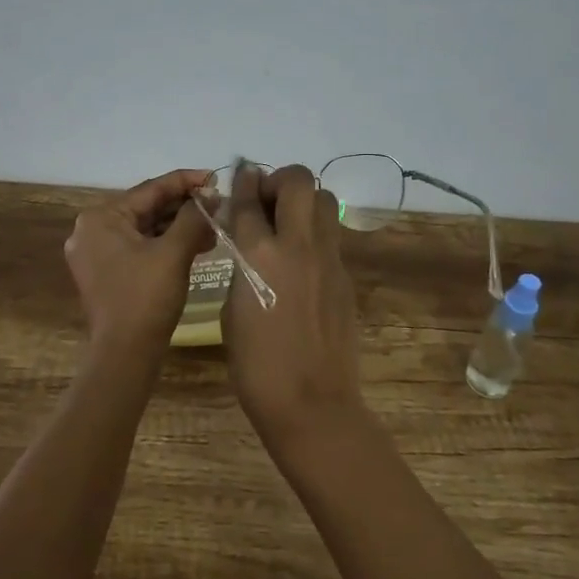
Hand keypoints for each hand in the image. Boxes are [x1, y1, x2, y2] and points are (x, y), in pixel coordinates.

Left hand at [65, 168, 214, 357]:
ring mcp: (97, 253)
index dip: (186, 182)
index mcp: (101, 217)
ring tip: (214, 226)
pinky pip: (140, 246)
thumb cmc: (146, 298)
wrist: (125, 355)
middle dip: (185, 207)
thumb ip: (193, 217)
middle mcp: (92, 229)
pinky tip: (197, 244)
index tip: (215, 178)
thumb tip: (212, 195)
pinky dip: (167, 244)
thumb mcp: (174, 252)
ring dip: (179, 226)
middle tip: (219, 204)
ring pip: (146, 228)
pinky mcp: (107, 272)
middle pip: (147, 208)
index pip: (150, 189)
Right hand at [222, 164, 365, 448]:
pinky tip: (302, 261)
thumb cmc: (256, 365)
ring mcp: (328, 258)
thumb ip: (240, 265)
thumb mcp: (232, 309)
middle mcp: (297, 245)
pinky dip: (315, 234)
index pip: (249, 198)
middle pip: (297, 181)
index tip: (241, 175)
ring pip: (325, 199)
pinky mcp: (346, 276)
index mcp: (258, 255)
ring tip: (288, 224)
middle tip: (267, 201)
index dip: (243, 181)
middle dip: (279, 180)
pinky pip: (332, 236)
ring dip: (304, 201)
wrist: (311, 403)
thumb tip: (246, 242)